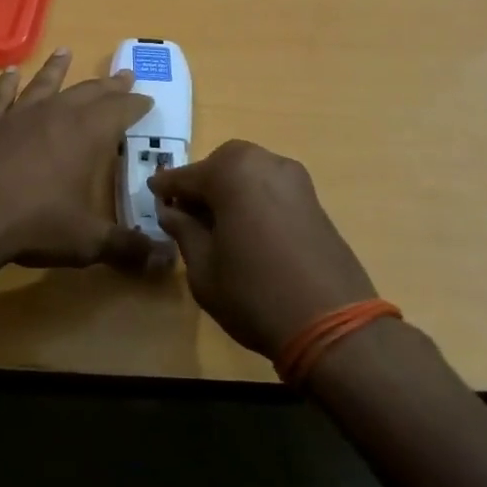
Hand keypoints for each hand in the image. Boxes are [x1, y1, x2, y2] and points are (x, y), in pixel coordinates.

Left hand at [0, 49, 174, 275]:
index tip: (147, 99)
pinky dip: (7, 84)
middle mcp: (55, 115)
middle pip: (88, 92)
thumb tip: (165, 260)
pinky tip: (10, 73)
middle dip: (109, 85)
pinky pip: (1, 97)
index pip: (120, 111)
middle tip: (124, 75)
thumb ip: (127, 247)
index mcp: (87, 135)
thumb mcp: (88, 241)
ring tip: (66, 52)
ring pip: (44, 84)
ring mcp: (18, 116)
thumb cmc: (34, 224)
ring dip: (58, 69)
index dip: (136, 105)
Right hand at [149, 140, 379, 359]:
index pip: (187, 175)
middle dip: (203, 182)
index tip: (152, 195)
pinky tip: (247, 227)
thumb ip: (184, 232)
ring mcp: (295, 180)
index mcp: (231, 173)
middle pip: (222, 164)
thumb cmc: (254, 294)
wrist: (333, 324)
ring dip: (230, 188)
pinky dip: (254, 197)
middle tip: (187, 212)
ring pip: (250, 172)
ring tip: (217, 222)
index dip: (166, 188)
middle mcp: (265, 163)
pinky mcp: (314, 200)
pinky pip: (272, 187)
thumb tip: (170, 212)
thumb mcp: (203, 269)